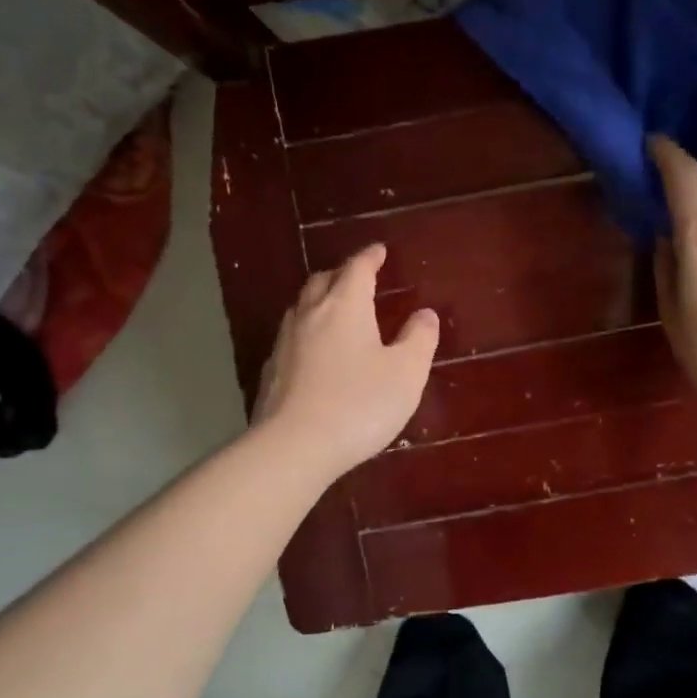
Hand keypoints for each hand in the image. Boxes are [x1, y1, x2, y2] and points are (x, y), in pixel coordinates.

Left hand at [254, 243, 439, 478]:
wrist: (294, 446)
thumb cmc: (359, 404)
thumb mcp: (406, 373)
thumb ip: (419, 339)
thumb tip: (424, 314)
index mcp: (345, 306)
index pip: (357, 268)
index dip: (370, 257)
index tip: (379, 251)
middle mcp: (310, 315)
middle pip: (323, 281)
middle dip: (341, 274)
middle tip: (357, 278)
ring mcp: (285, 343)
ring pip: (302, 307)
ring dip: (320, 300)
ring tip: (335, 309)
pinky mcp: (272, 372)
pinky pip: (291, 338)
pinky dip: (307, 332)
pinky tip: (314, 352)